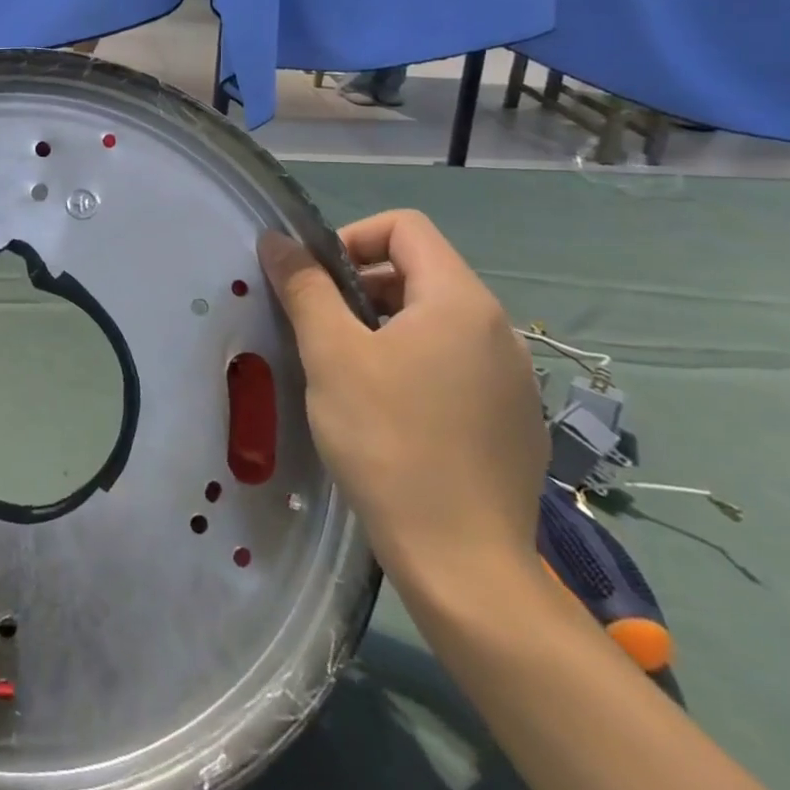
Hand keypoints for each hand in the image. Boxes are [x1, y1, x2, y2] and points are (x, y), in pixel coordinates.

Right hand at [258, 211, 545, 589]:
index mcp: (460, 301)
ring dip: (383, 325)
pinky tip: (389, 413)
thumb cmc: (388, 441)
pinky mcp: (512, 418)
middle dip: (360, 285)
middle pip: (419, 270)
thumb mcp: (331, 354)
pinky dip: (413, 362)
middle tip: (320, 329)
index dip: (351, 239)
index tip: (316, 283)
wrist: (463, 562)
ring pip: (435, 319)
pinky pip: (455, 362)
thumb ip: (304, 287)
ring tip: (346, 371)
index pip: (405, 226)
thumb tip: (276, 239)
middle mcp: (498, 328)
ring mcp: (513, 377)